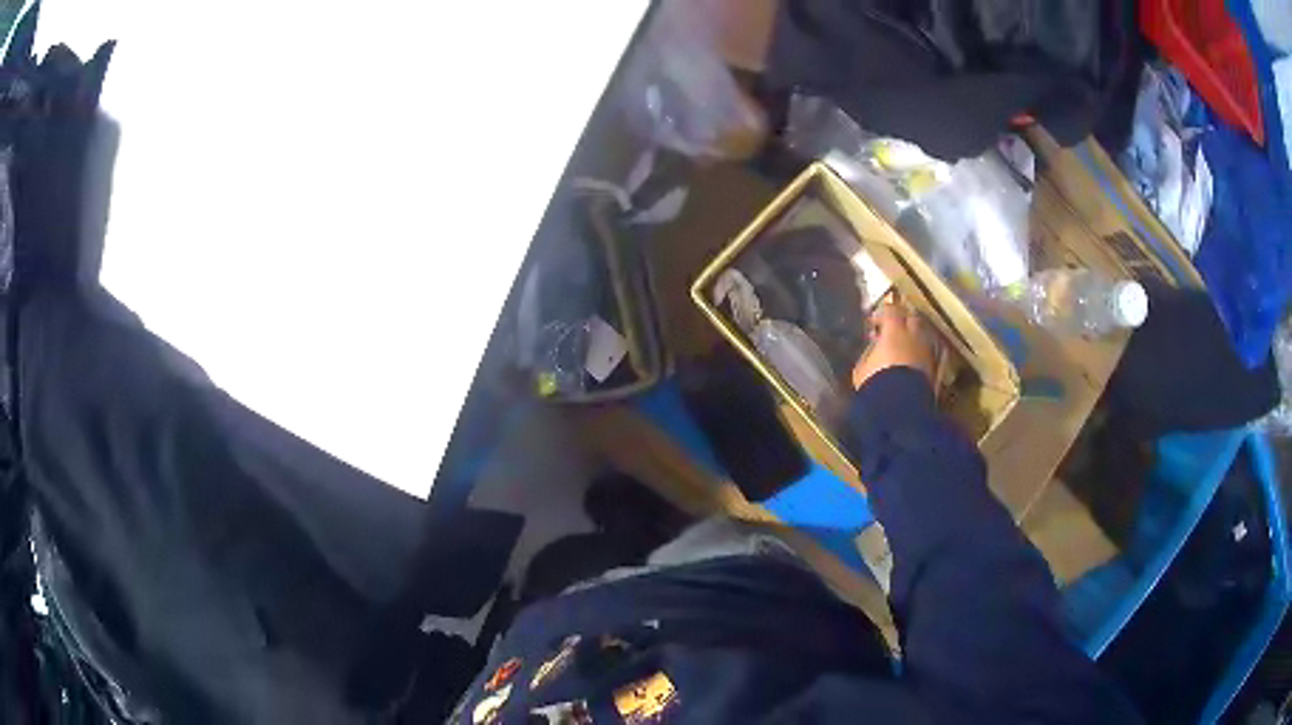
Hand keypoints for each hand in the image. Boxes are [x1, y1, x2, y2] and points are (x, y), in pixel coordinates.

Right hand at [851, 301, 936, 389]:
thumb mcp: (863, 368)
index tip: (875, 321)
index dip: (883, 313)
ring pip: (923, 336)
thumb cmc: (876, 383)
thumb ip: (870, 352)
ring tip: (906, 348)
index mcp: (894, 330)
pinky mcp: (935, 369)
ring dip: (915, 339)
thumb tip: (873, 347)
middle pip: (912, 319)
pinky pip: (929, 354)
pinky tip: (914, 363)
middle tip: (894, 330)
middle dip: (904, 322)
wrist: (900, 406)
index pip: (891, 310)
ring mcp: (927, 351)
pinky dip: (922, 354)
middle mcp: (914, 336)